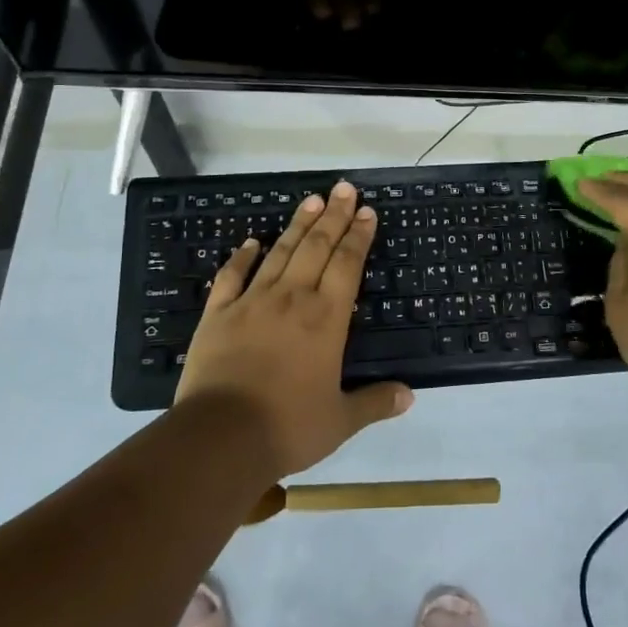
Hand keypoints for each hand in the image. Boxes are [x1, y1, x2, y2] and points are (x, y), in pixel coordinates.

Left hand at [174, 182, 410, 476]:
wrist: (220, 438)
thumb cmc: (287, 427)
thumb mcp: (340, 421)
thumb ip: (375, 402)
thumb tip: (409, 396)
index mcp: (326, 318)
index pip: (347, 264)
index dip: (358, 236)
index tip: (366, 211)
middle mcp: (292, 298)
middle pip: (316, 247)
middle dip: (333, 215)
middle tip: (343, 188)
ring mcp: (252, 302)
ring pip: (280, 253)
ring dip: (297, 225)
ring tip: (310, 200)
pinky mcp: (218, 315)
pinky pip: (232, 276)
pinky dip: (242, 256)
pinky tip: (251, 241)